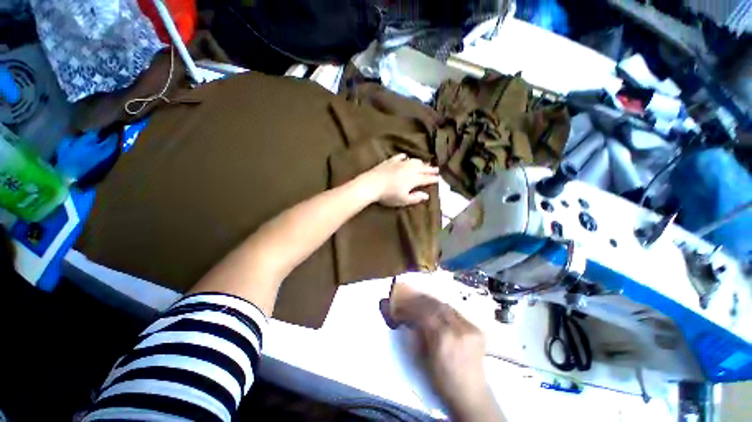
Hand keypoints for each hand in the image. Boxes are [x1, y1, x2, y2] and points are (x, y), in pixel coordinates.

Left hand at [358, 154, 439, 206]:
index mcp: (414, 179)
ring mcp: (400, 163)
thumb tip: (426, 195)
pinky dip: (406, 157)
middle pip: (423, 168)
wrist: (372, 184)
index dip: (433, 179)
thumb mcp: (403, 200)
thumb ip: (415, 198)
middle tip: (437, 169)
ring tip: (425, 163)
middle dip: (430, 169)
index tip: (439, 178)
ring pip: (414, 161)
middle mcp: (409, 169)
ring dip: (421, 162)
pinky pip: (400, 157)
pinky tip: (406, 157)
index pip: (427, 179)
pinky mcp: (391, 161)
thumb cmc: (388, 195)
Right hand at [388, 283, 504, 421]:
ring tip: (421, 302)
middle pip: (436, 305)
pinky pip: (456, 313)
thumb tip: (408, 318)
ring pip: (447, 306)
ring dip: (432, 303)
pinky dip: (444, 310)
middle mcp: (459, 329)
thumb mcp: (423, 359)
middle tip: (410, 300)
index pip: (424, 314)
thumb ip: (417, 335)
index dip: (410, 308)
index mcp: (444, 338)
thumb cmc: (443, 381)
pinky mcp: (477, 329)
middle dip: (420, 301)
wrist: (470, 395)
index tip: (401, 308)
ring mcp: (471, 328)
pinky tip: (437, 310)